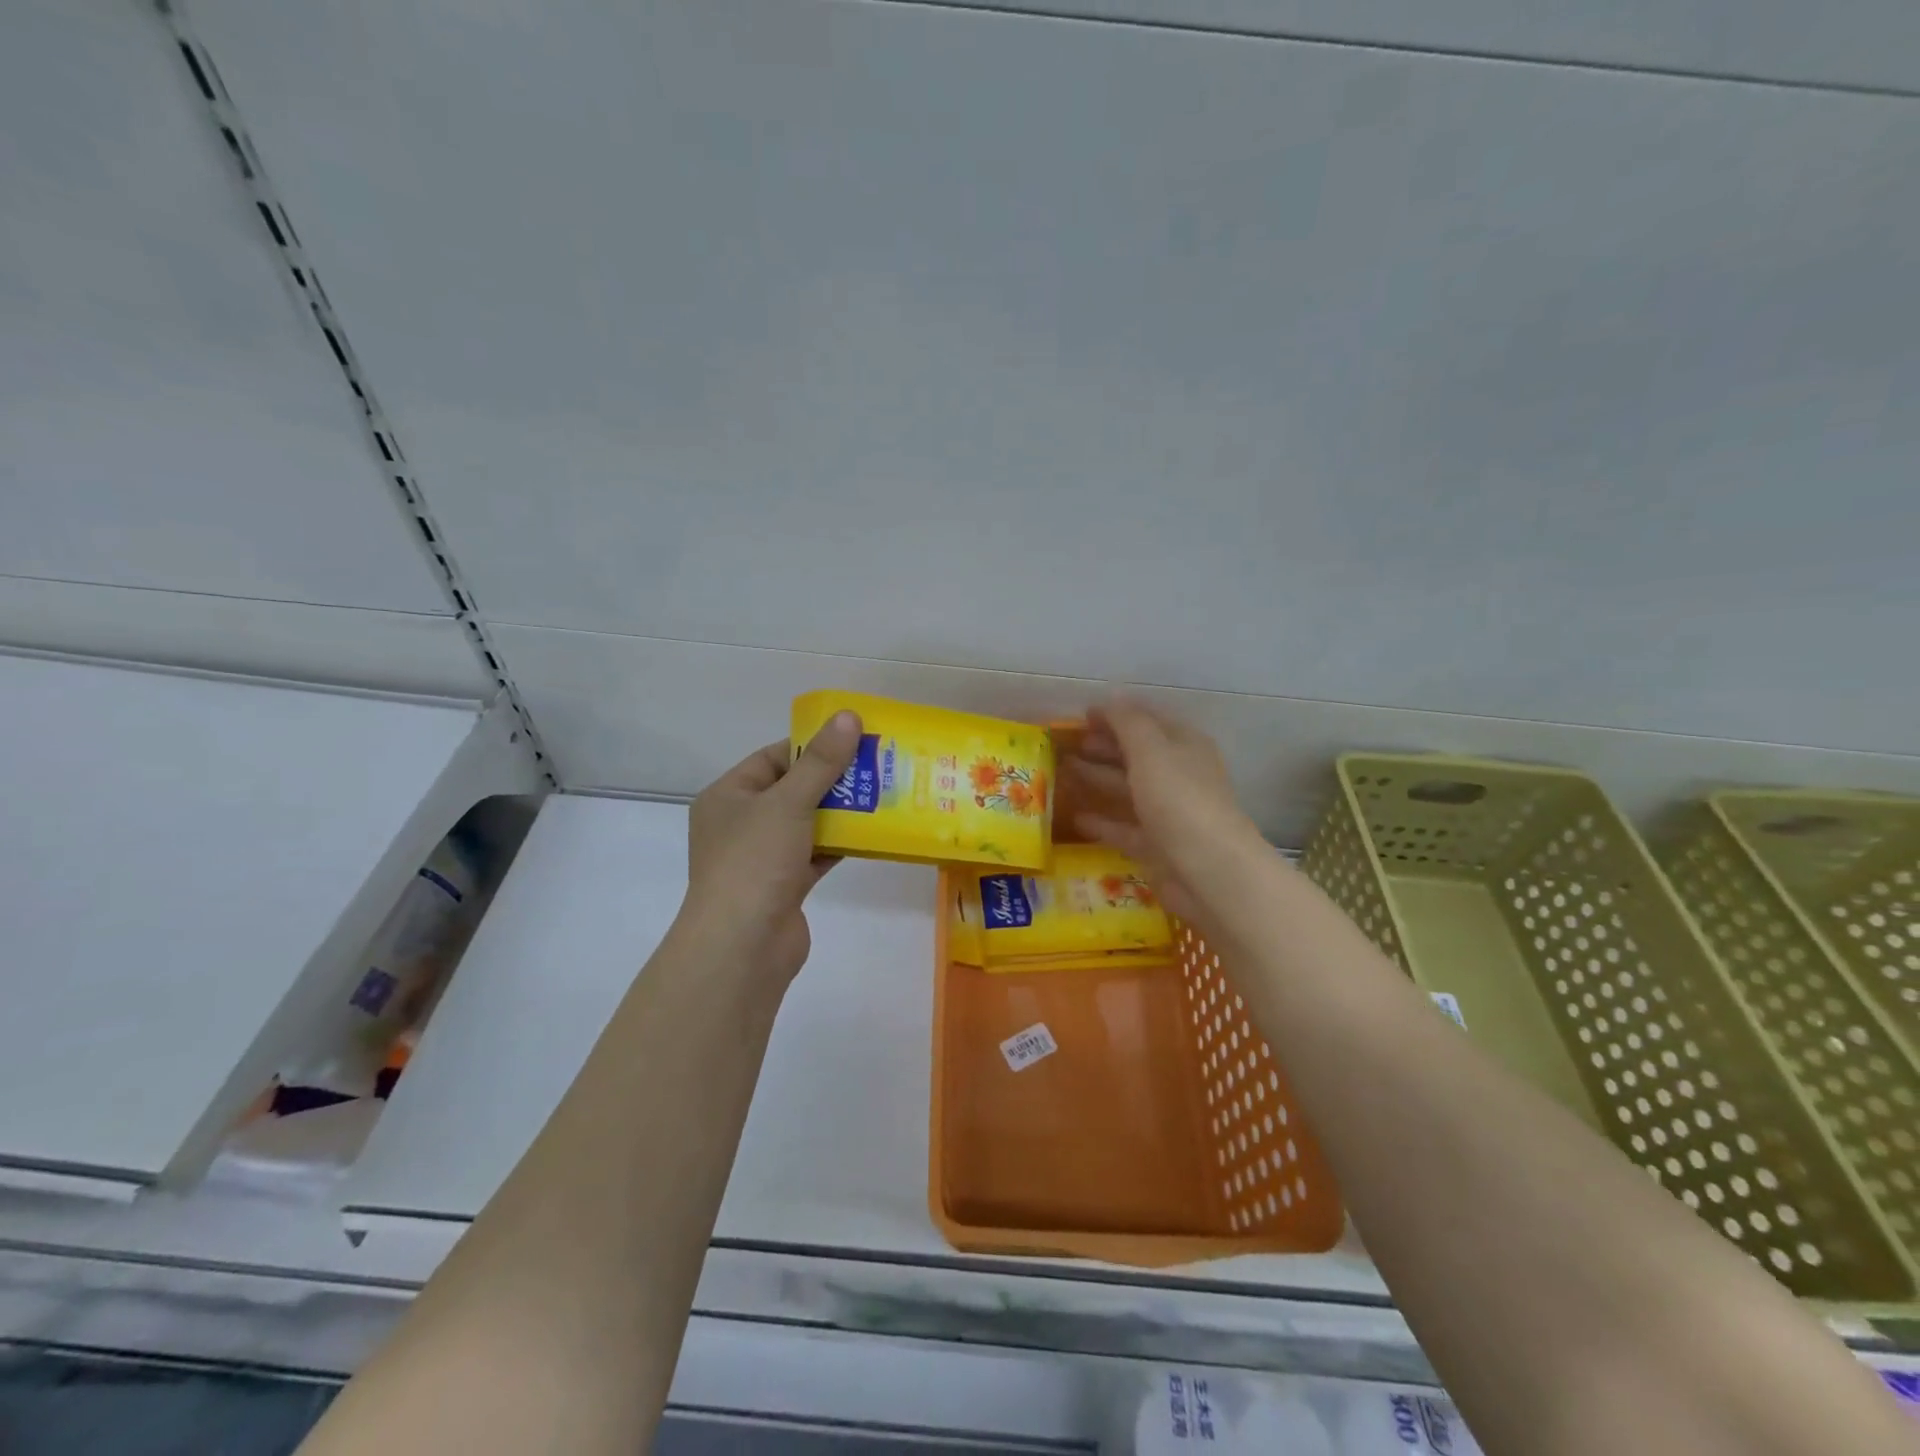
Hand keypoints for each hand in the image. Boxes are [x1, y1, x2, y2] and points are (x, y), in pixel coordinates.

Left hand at [681, 712, 862, 984]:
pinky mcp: (784, 885)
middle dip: (834, 779)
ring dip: (841, 812)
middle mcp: (740, 824)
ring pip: (807, 823)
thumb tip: (848, 716)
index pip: (772, 759)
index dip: (811, 746)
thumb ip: (821, 762)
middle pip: (792, 790)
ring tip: (883, 794)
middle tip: (877, 765)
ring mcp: (762, 857)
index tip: (853, 739)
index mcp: (728, 797)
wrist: (743, 947)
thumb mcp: (788, 803)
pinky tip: (872, 833)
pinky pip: (815, 854)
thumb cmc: (754, 862)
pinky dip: (839, 844)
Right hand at [1066, 700, 1259, 923]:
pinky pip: (1123, 828)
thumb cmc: (1180, 800)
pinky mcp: (1156, 847)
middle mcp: (1177, 775)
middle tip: (1066, 744)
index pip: (1147, 720)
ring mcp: (1167, 813)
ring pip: (1127, 789)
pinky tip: (1075, 816)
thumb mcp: (1151, 750)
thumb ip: (1128, 722)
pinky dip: (1101, 821)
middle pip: (1136, 754)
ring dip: (1097, 779)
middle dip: (1104, 746)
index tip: (1081, 715)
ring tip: (1062, 772)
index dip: (1116, 714)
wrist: (1210, 872)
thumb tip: (1110, 698)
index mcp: (1183, 745)